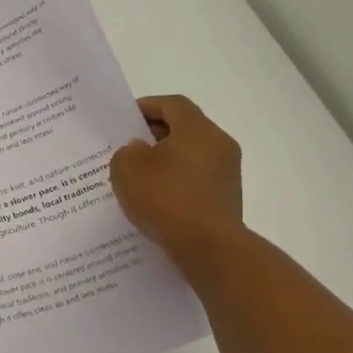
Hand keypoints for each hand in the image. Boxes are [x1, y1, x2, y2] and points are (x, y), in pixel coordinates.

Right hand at [109, 95, 243, 264]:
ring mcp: (227, 172)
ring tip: (140, 177)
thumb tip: (140, 151)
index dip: (147, 106)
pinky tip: (158, 200)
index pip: (172, 104)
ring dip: (167, 161)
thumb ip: (127, 151)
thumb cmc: (166, 199)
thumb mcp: (127, 169)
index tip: (125, 121)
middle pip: (184, 128)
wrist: (209, 248)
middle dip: (155, 135)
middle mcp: (219, 144)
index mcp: (197, 129)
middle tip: (128, 149)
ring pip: (192, 155)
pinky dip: (178, 182)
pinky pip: (197, 179)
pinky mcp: (227, 197)